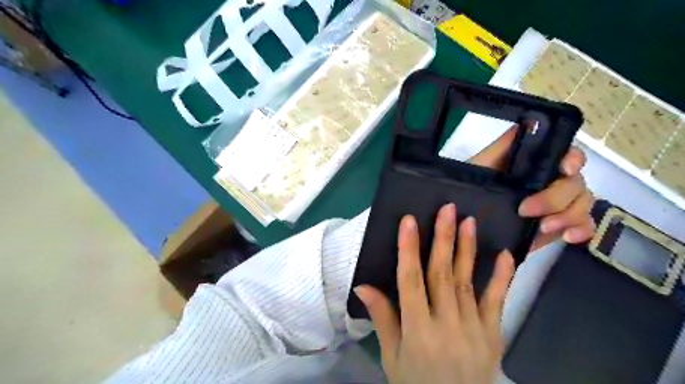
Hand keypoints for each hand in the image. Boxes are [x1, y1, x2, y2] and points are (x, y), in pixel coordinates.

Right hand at [356, 204, 510, 382]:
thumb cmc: (415, 383)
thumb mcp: (391, 356)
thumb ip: (382, 318)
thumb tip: (363, 285)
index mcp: (417, 331)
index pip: (410, 282)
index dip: (408, 249)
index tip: (409, 221)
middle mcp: (446, 325)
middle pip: (441, 275)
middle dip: (443, 239)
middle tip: (447, 210)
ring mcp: (474, 329)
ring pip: (467, 282)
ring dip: (467, 249)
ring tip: (468, 221)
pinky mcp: (493, 334)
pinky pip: (497, 302)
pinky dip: (501, 278)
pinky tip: (504, 254)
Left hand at [469, 128, 598, 250]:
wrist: (467, 220)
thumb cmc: (472, 187)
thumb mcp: (481, 165)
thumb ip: (504, 146)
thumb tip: (530, 121)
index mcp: (535, 164)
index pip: (566, 153)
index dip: (572, 158)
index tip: (564, 169)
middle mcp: (551, 180)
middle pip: (576, 182)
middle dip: (555, 197)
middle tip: (526, 210)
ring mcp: (558, 203)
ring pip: (583, 203)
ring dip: (569, 215)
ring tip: (543, 227)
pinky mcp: (559, 225)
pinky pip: (584, 225)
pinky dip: (582, 230)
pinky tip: (567, 237)